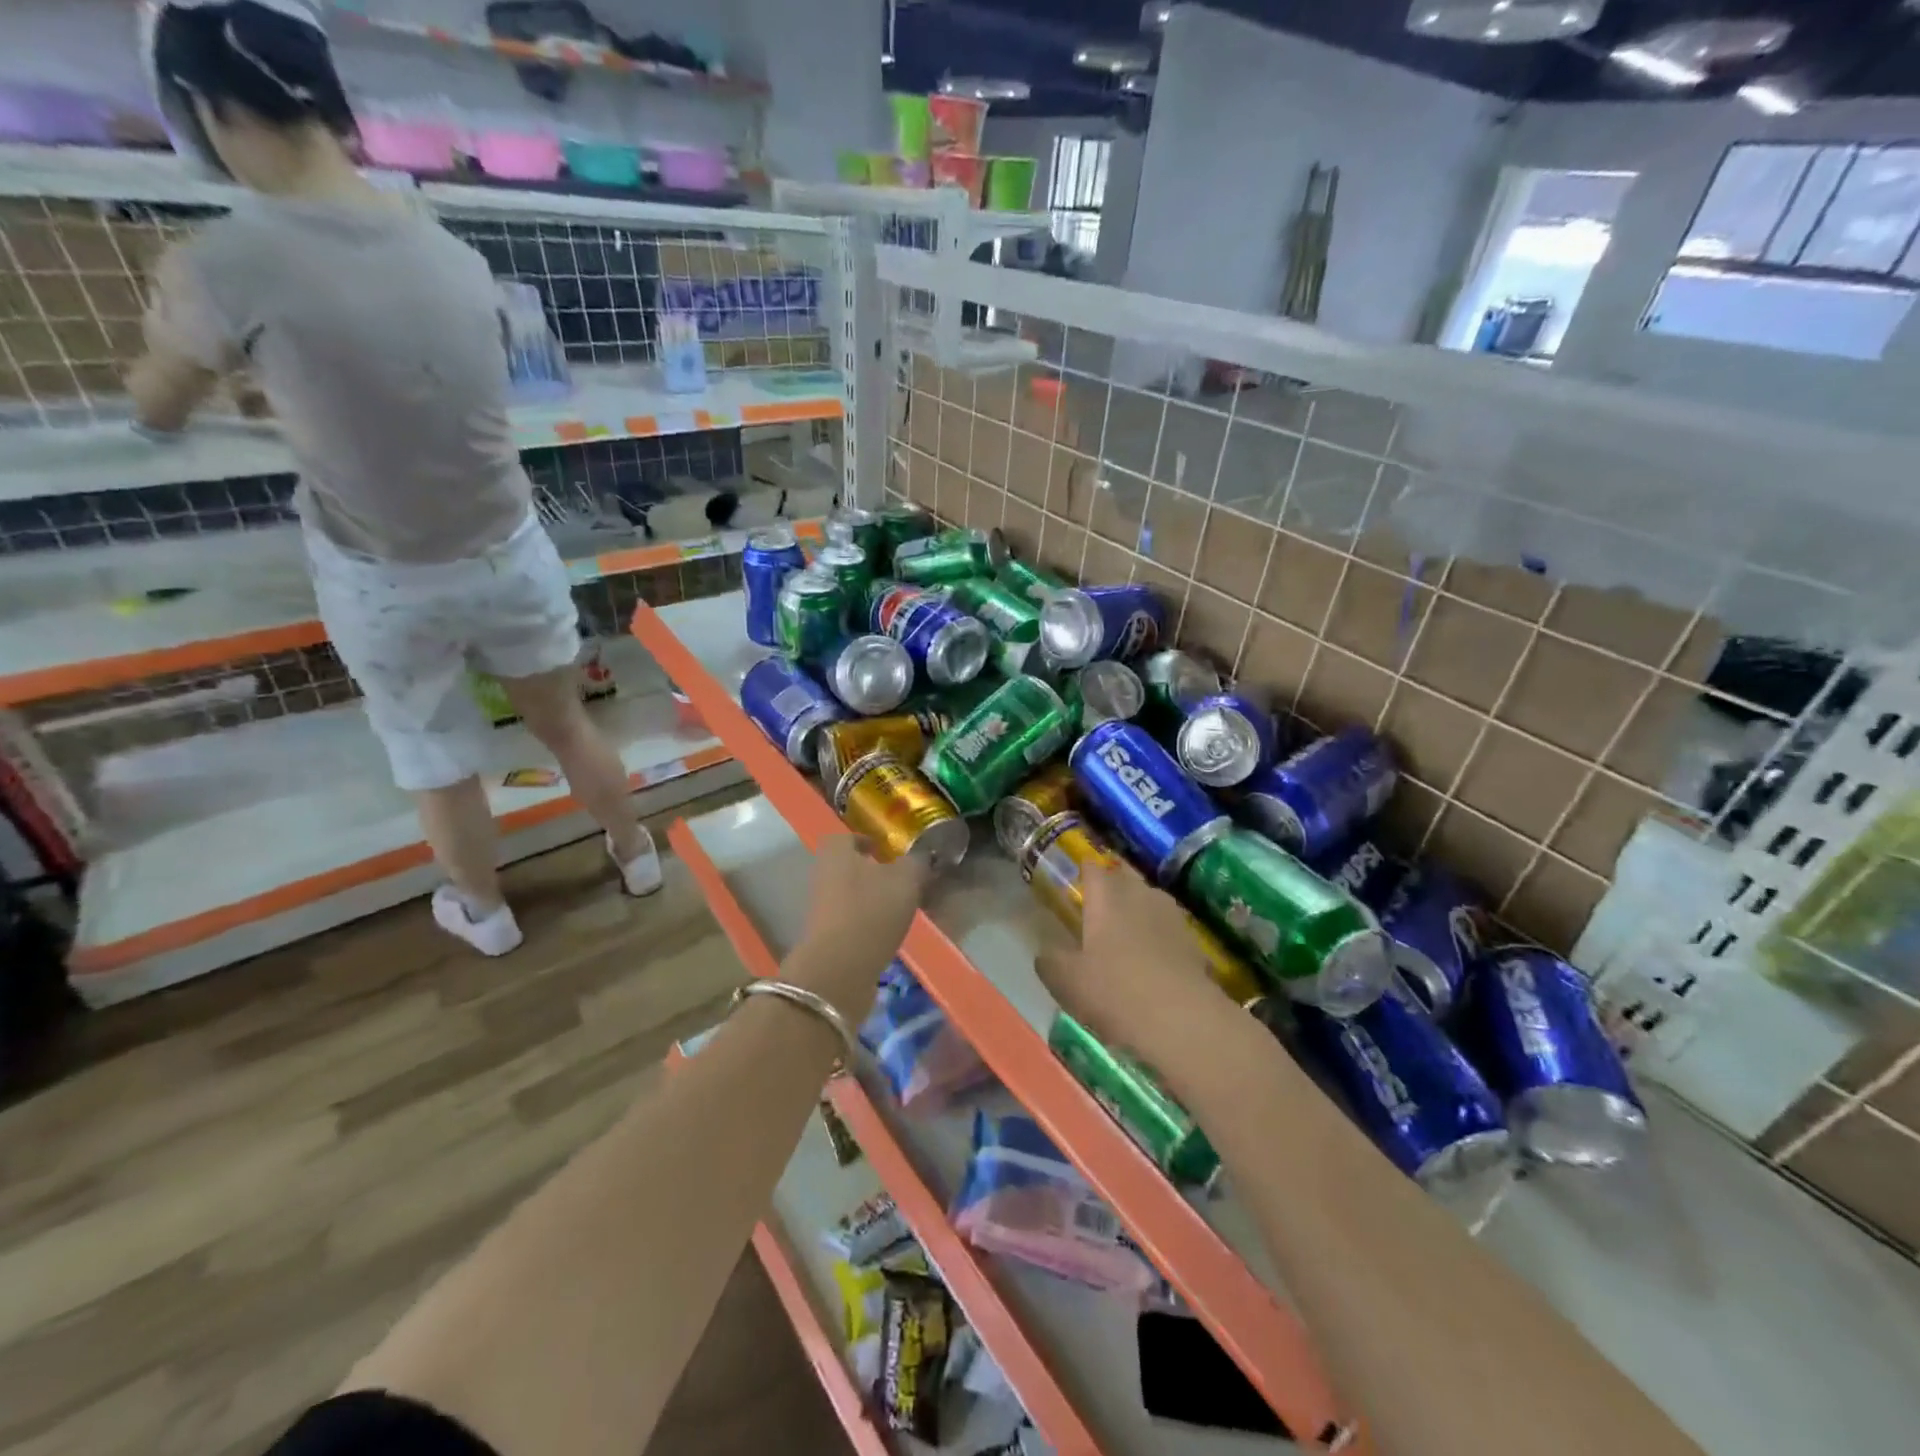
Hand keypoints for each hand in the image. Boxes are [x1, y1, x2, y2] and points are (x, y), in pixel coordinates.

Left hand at [788, 832, 929, 1019]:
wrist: (839, 969)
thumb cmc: (872, 911)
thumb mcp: (906, 880)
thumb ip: (916, 863)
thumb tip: (922, 855)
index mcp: (836, 852)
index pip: (847, 837)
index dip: (867, 841)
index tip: (887, 851)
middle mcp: (822, 875)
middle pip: (848, 867)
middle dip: (872, 872)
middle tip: (901, 880)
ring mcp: (820, 908)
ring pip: (849, 894)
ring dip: (871, 899)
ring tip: (900, 908)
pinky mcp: (825, 937)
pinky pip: (850, 921)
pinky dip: (867, 923)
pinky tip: (888, 932)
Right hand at [1035, 861, 1241, 1074]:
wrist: (1182, 1020)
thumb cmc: (1115, 991)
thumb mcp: (1066, 981)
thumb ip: (1050, 961)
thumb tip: (1045, 952)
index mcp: (1106, 897)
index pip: (1093, 868)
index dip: (1084, 870)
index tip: (1076, 877)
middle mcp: (1140, 896)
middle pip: (1124, 878)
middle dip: (1112, 886)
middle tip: (1098, 905)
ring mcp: (1171, 916)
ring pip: (1150, 900)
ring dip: (1137, 910)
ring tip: (1125, 931)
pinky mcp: (1193, 941)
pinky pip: (1168, 928)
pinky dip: (1158, 936)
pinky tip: (1151, 959)